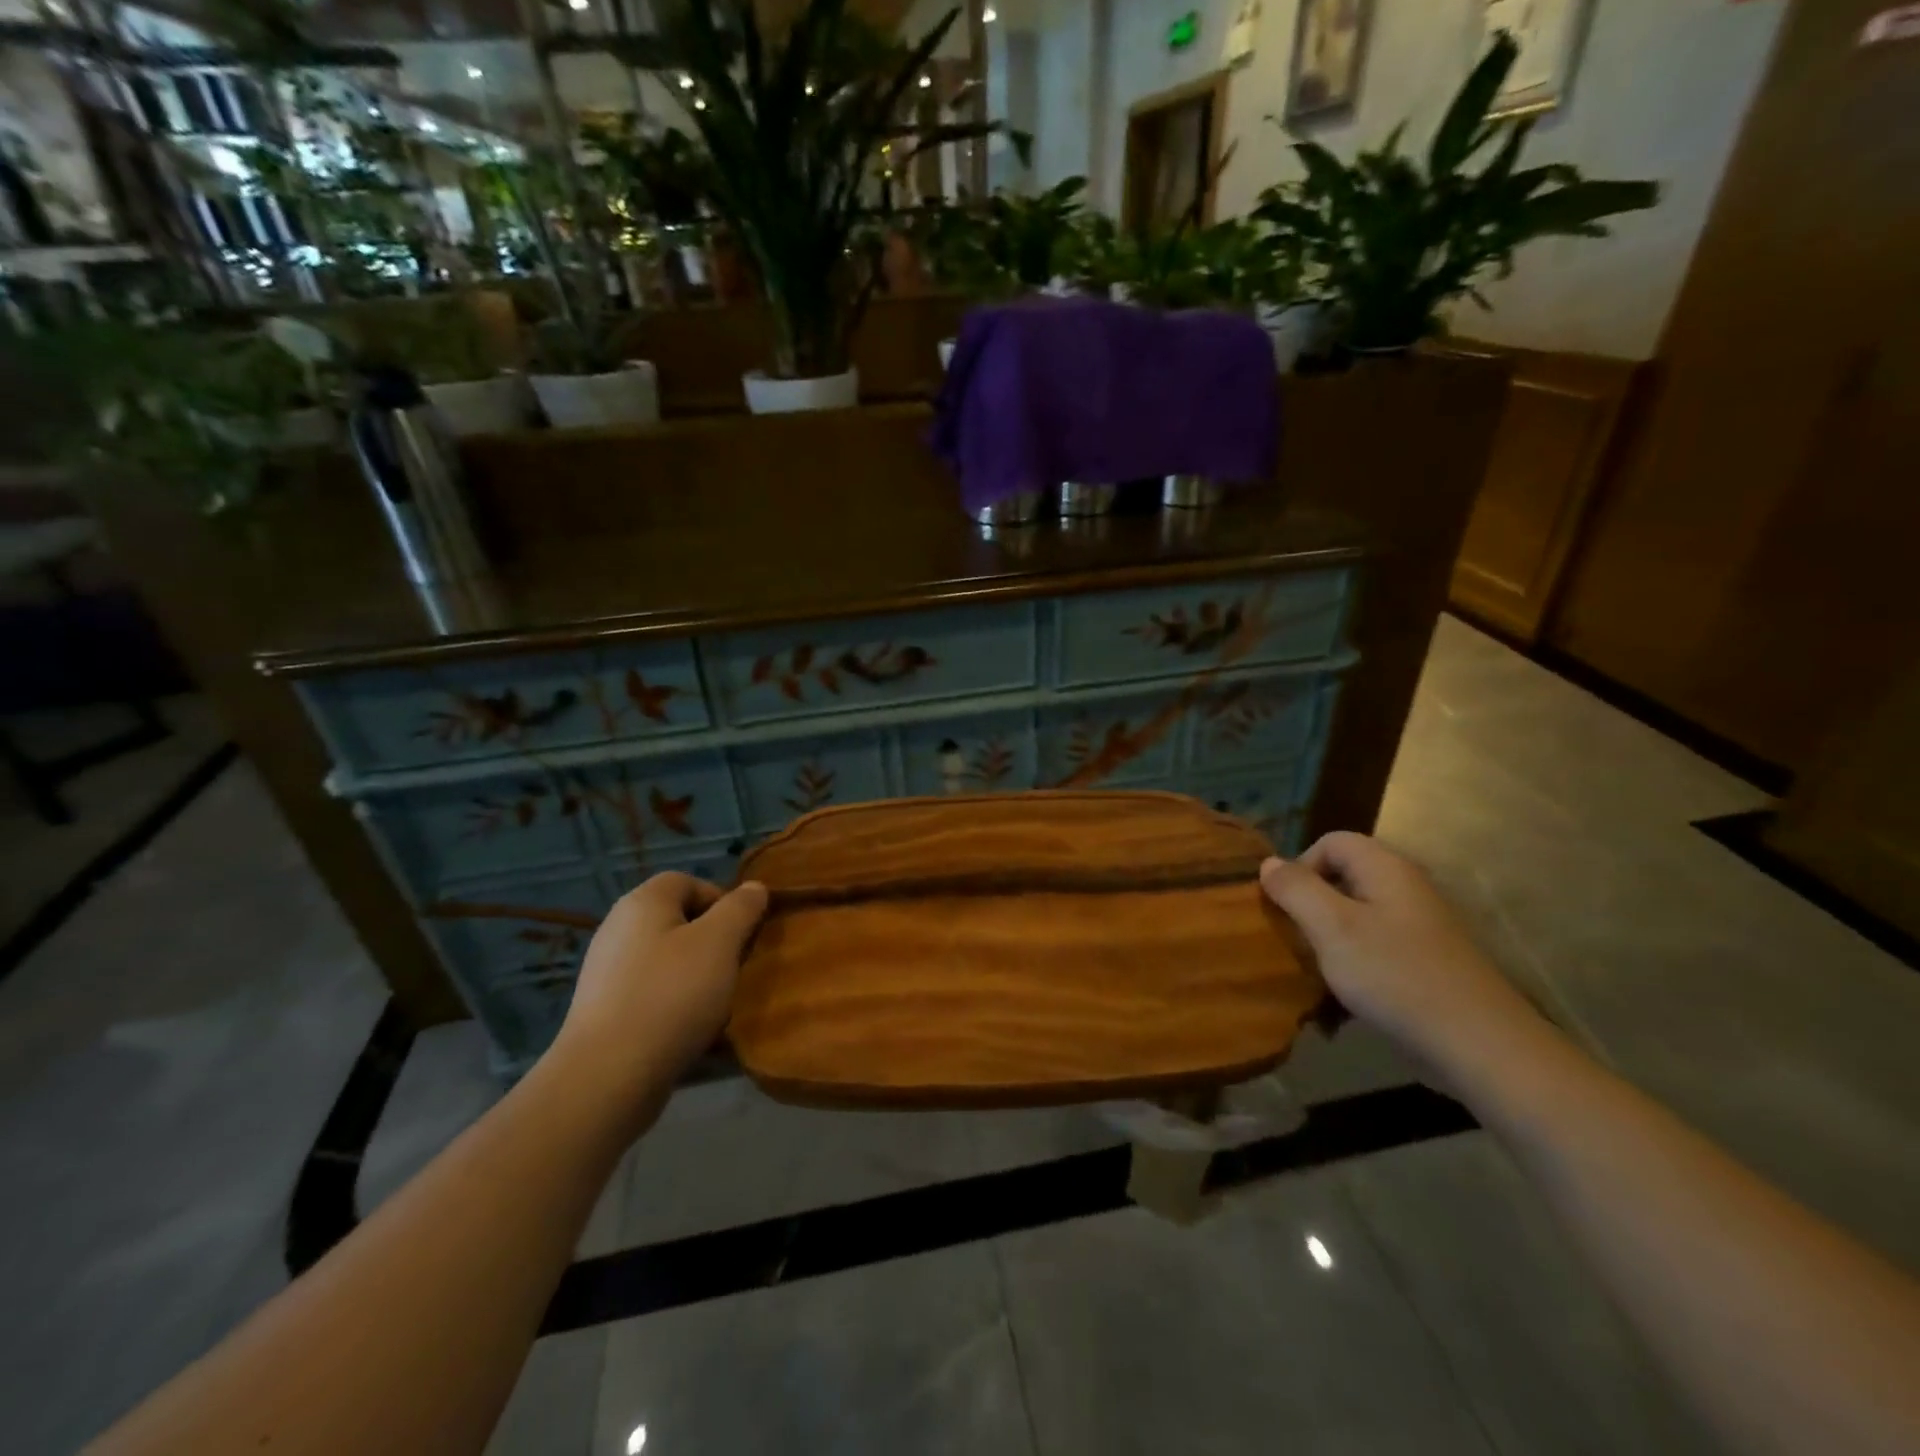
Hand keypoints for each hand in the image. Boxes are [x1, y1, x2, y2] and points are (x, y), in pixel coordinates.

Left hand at [549, 873, 768, 1115]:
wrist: (607, 1075)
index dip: (721, 899)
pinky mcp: (603, 1010)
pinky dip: (673, 1003)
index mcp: (642, 902)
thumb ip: (741, 908)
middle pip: (677, 920)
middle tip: (734, 966)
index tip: (743, 932)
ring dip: (695, 975)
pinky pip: (650, 992)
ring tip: (716, 1002)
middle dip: (712, 940)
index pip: (687, 881)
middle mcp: (618, 928)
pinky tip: (688, 1028)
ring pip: (666, 959)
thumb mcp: (721, 942)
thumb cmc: (671, 995)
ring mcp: (606, 971)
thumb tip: (754, 888)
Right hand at [1260, 832, 1542, 1084]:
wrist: (1479, 1045)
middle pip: (1342, 880)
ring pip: (1356, 919)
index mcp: (1385, 869)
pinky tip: (1343, 1004)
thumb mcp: (1332, 928)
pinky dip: (1353, 969)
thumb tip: (1268, 863)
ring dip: (1328, 943)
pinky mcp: (1425, 963)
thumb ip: (1296, 889)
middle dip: (1310, 908)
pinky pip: (1375, 951)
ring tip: (1314, 975)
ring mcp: (1419, 928)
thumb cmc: (1395, 975)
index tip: (1286, 907)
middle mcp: (1405, 889)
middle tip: (1295, 942)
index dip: (1300, 866)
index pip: (1331, 842)